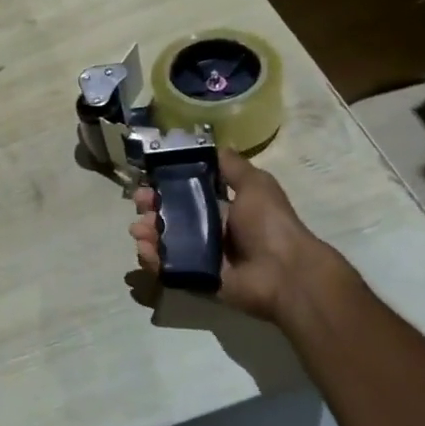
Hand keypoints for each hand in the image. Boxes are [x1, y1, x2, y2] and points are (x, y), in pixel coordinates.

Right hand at [129, 149, 346, 322]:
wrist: (284, 272)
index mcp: (224, 209)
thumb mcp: (256, 184)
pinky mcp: (196, 278)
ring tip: (139, 229)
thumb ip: (233, 166)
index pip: (186, 194)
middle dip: (151, 208)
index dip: (166, 186)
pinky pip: (169, 268)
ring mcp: (202, 257)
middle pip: (171, 217)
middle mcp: (211, 231)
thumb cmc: (270, 224)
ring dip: (148, 232)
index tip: (149, 180)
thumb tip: (214, 146)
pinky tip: (145, 249)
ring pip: (165, 241)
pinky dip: (153, 259)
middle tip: (140, 205)